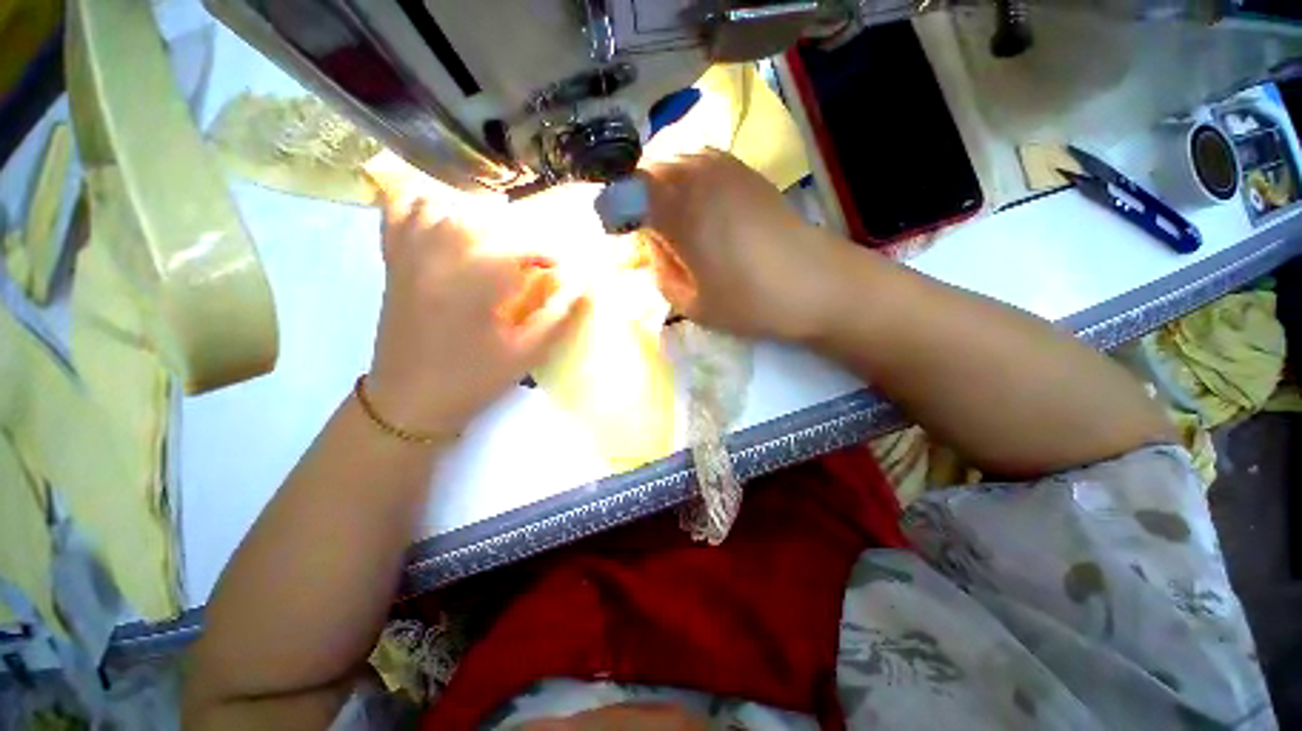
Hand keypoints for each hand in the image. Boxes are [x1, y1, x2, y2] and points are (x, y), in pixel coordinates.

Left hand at [366, 193, 584, 437]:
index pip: (519, 244)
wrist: (410, 401)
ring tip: (498, 238)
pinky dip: (424, 205)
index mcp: (473, 282)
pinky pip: (401, 214)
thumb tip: (585, 286)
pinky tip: (444, 214)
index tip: (562, 268)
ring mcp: (411, 255)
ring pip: (445, 207)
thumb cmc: (474, 379)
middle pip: (483, 216)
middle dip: (518, 232)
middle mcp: (438, 256)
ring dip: (479, 215)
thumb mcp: (526, 354)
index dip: (547, 252)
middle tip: (535, 258)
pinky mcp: (393, 262)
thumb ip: (558, 316)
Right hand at [639, 149, 847, 340]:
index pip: (625, 190)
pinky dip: (688, 184)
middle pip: (647, 172)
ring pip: (673, 164)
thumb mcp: (691, 304)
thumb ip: (659, 272)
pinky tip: (701, 213)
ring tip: (675, 226)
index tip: (620, 236)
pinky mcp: (744, 170)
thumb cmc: (751, 302)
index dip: (615, 211)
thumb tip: (652, 245)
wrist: (817, 284)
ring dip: (663, 190)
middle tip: (648, 235)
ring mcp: (724, 166)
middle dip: (638, 200)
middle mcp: (697, 175)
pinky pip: (699, 165)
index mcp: (679, 210)